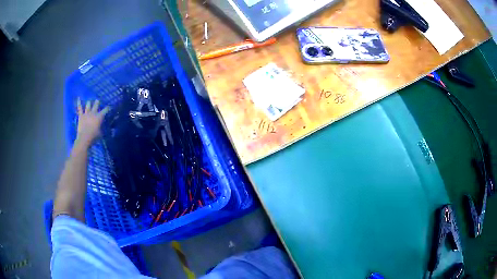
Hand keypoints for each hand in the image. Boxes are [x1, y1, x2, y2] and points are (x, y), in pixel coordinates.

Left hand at [75, 98, 109, 146]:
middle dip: (97, 102)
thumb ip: (101, 128)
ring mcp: (86, 114)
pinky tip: (79, 98)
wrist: (84, 138)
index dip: (107, 108)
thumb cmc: (94, 136)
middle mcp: (93, 113)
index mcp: (99, 117)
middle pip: (96, 105)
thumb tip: (102, 126)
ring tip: (89, 101)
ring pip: (88, 105)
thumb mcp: (100, 133)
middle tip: (98, 100)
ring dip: (89, 103)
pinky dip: (79, 103)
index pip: (105, 110)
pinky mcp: (81, 116)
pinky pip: (80, 108)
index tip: (109, 107)